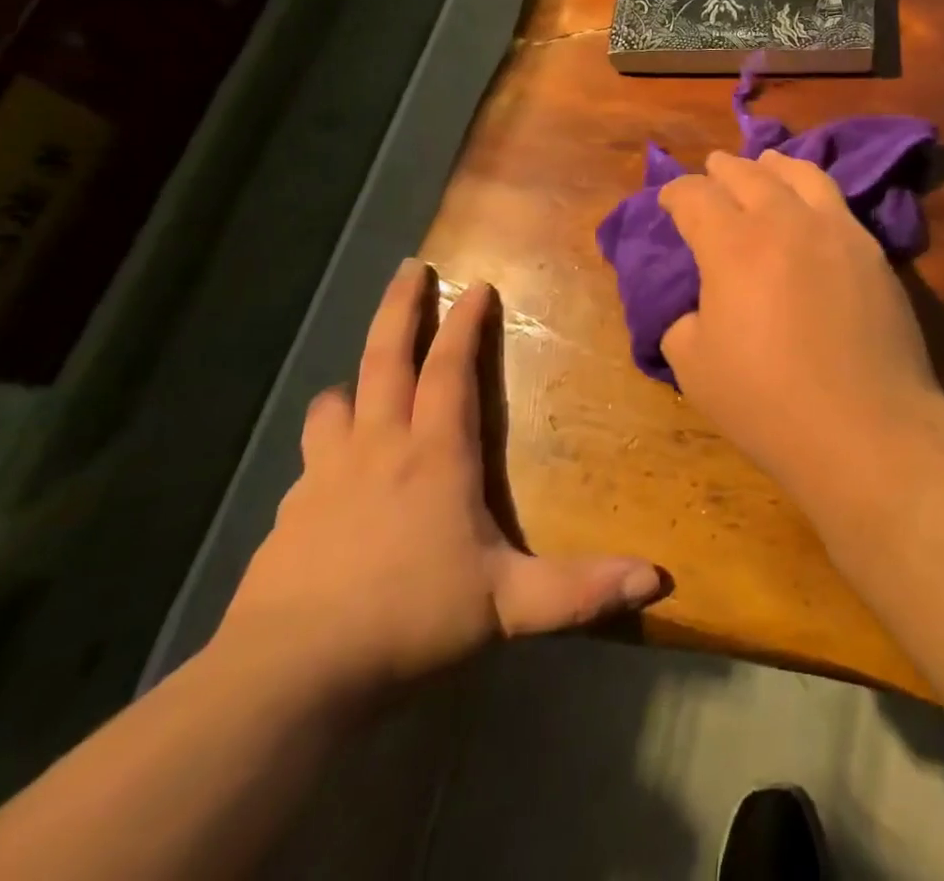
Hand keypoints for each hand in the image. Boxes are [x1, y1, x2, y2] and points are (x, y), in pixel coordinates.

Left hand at [216, 260, 662, 703]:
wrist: (286, 676)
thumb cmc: (408, 620)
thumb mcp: (507, 606)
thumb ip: (581, 589)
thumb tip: (658, 578)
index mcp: (435, 454)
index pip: (452, 370)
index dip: (465, 325)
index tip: (476, 285)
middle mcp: (379, 448)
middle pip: (386, 360)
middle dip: (400, 308)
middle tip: (409, 268)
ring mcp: (326, 478)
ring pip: (337, 404)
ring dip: (354, 379)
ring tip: (359, 374)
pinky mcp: (288, 516)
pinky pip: (311, 459)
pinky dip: (324, 444)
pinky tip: (325, 470)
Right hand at [659, 150, 943, 481]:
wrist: (867, 427)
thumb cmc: (769, 403)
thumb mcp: (695, 369)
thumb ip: (683, 322)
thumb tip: (697, 306)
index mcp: (733, 245)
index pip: (695, 197)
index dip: (675, 194)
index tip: (668, 201)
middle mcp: (785, 221)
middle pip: (748, 174)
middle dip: (722, 169)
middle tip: (711, 170)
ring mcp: (836, 230)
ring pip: (801, 174)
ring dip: (773, 165)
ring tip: (765, 163)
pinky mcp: (872, 250)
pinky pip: (837, 201)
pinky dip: (813, 189)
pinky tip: (811, 202)